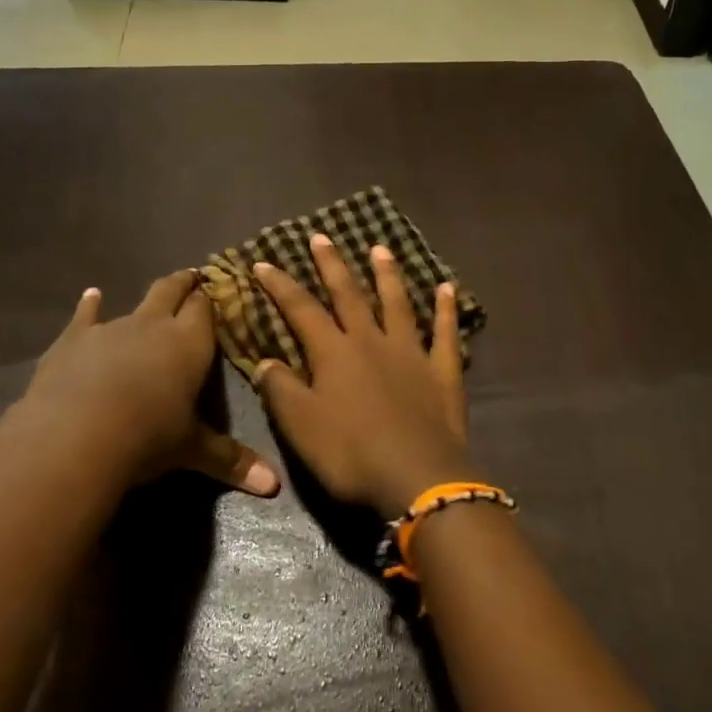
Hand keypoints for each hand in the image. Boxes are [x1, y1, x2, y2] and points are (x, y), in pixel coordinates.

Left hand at [22, 271, 279, 496]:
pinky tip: (90, 296)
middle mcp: (154, 326)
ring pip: (134, 304)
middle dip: (184, 284)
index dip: (212, 298)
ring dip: (145, 301)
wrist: (74, 436)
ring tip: (154, 294)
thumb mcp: (193, 450)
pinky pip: (84, 317)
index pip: (206, 310)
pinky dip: (89, 306)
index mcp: (190, 344)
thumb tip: (275, 486)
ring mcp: (111, 329)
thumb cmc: (147, 437)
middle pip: (172, 293)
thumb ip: (232, 461)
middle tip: (193, 276)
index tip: (218, 288)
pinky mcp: (73, 341)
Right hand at [254, 234, 478, 518]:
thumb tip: (266, 361)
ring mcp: (412, 353)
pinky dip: (446, 309)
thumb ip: (281, 389)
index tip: (264, 262)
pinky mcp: (443, 370)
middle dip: (332, 265)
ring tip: (380, 249)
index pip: (301, 310)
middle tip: (322, 236)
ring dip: (387, 275)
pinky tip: (447, 288)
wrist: (417, 475)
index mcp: (334, 353)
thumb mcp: (300, 427)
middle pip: (350, 295)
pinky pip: (445, 332)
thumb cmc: (351, 454)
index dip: (281, 286)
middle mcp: (372, 342)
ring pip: (397, 304)